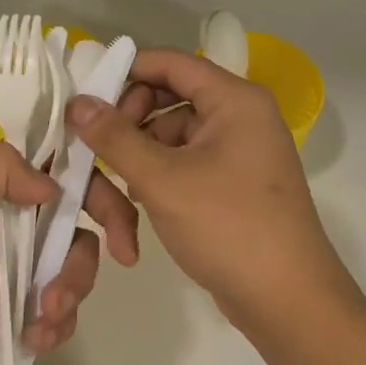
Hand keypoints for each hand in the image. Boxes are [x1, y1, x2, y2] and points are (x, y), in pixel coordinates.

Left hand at [0, 140, 140, 364]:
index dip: (95, 177)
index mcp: (2, 190)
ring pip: (82, 263)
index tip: (116, 200)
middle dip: (108, 232)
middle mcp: (21, 221)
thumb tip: (54, 184)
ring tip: (40, 316)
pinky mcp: (32, 309)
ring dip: (71, 289)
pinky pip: (69, 307)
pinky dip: (57, 323)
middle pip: (85, 214)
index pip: (63, 166)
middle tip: (125, 254)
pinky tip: (31, 337)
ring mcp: (29, 267)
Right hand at [66, 48, 359, 341]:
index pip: (170, 63)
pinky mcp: (232, 182)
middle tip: (99, 150)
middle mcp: (240, 115)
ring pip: (172, 134)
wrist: (288, 301)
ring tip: (118, 188)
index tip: (85, 99)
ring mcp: (238, 150)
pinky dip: (160, 175)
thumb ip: (115, 137)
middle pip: (169, 97)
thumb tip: (77, 102)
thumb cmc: (228, 226)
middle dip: (131, 122)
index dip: (125, 72)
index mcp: (234, 99)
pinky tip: (138, 203)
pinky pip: (185, 161)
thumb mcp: (162, 179)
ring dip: (141, 155)